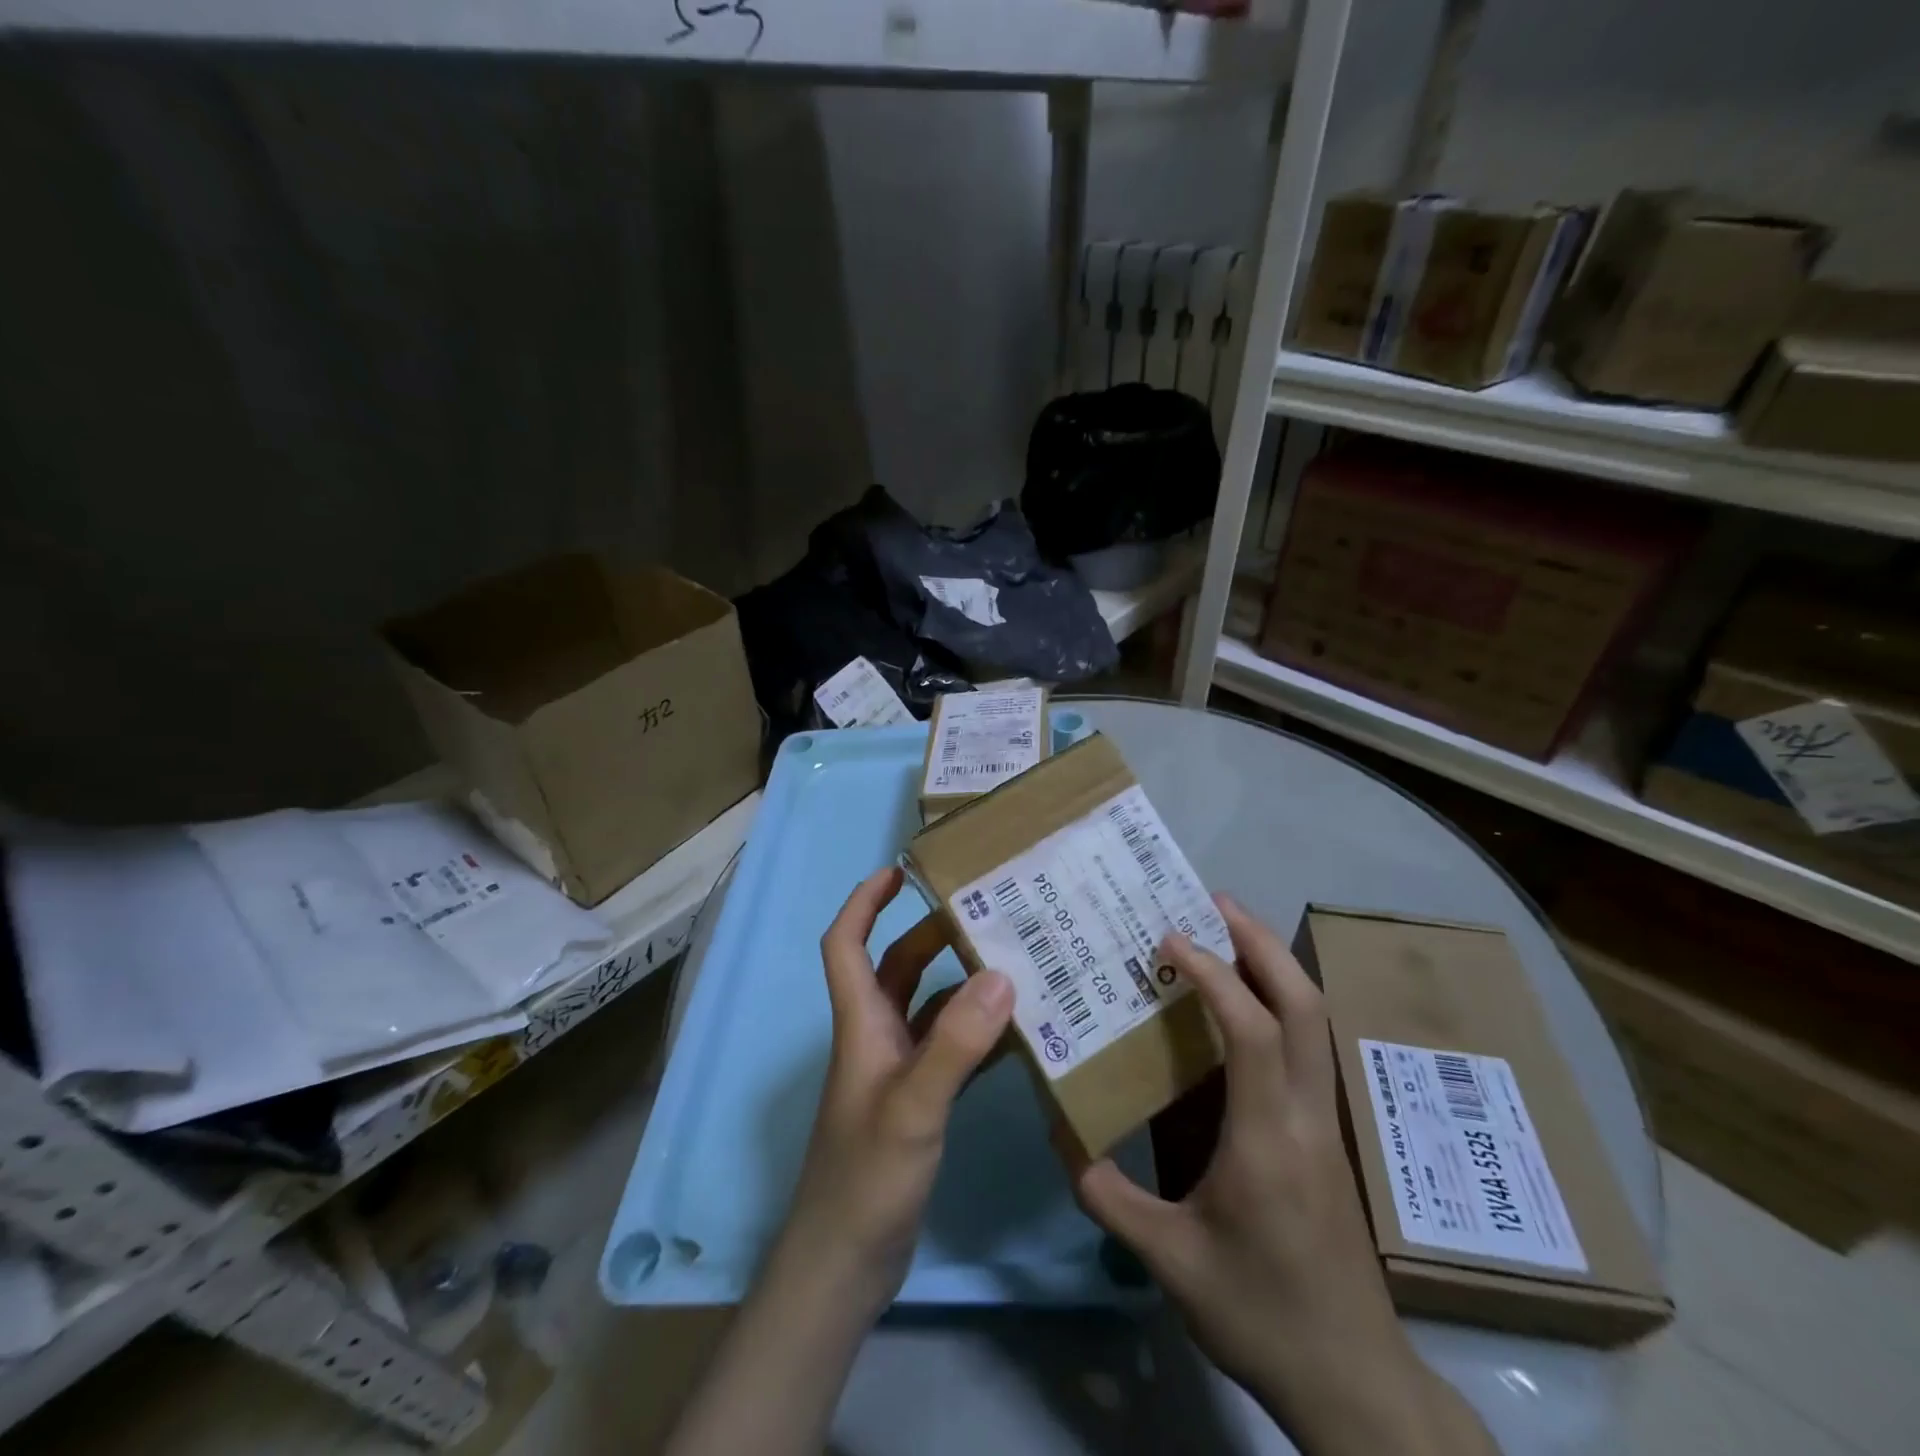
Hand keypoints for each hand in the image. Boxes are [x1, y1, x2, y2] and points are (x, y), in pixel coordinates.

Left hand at [777, 866, 1013, 1315]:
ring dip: (962, 984)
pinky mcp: (917, 1103)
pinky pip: (950, 1051)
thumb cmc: (866, 1178)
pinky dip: (978, 1035)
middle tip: (985, 913)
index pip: (846, 944)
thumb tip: (1000, 974)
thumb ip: (956, 1043)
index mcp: (860, 1024)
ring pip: (928, 1008)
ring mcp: (897, 1072)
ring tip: (1015, 962)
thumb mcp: (913, 1106)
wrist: (845, 1266)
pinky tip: (1020, 1033)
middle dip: (932, 935)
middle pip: (897, 968)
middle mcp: (876, 1037)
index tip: (900, 871)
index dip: (864, 902)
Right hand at [1063, 896, 1495, 1455]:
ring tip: (1225, 931)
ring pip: (1317, 1022)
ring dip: (1275, 966)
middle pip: (1306, 1006)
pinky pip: (1308, 1048)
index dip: (1214, 975)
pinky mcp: (1327, 1135)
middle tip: (1213, 902)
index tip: (1169, 938)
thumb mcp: (1169, 1259)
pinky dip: (1278, 1004)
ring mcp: (1326, 1123)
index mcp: (1269, 1139)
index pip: (1254, 1032)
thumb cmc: (1260, 1314)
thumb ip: (1106, 1193)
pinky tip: (1240, 1003)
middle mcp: (1308, 1116)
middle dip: (1262, 944)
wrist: (1354, 1381)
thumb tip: (1060, 1131)